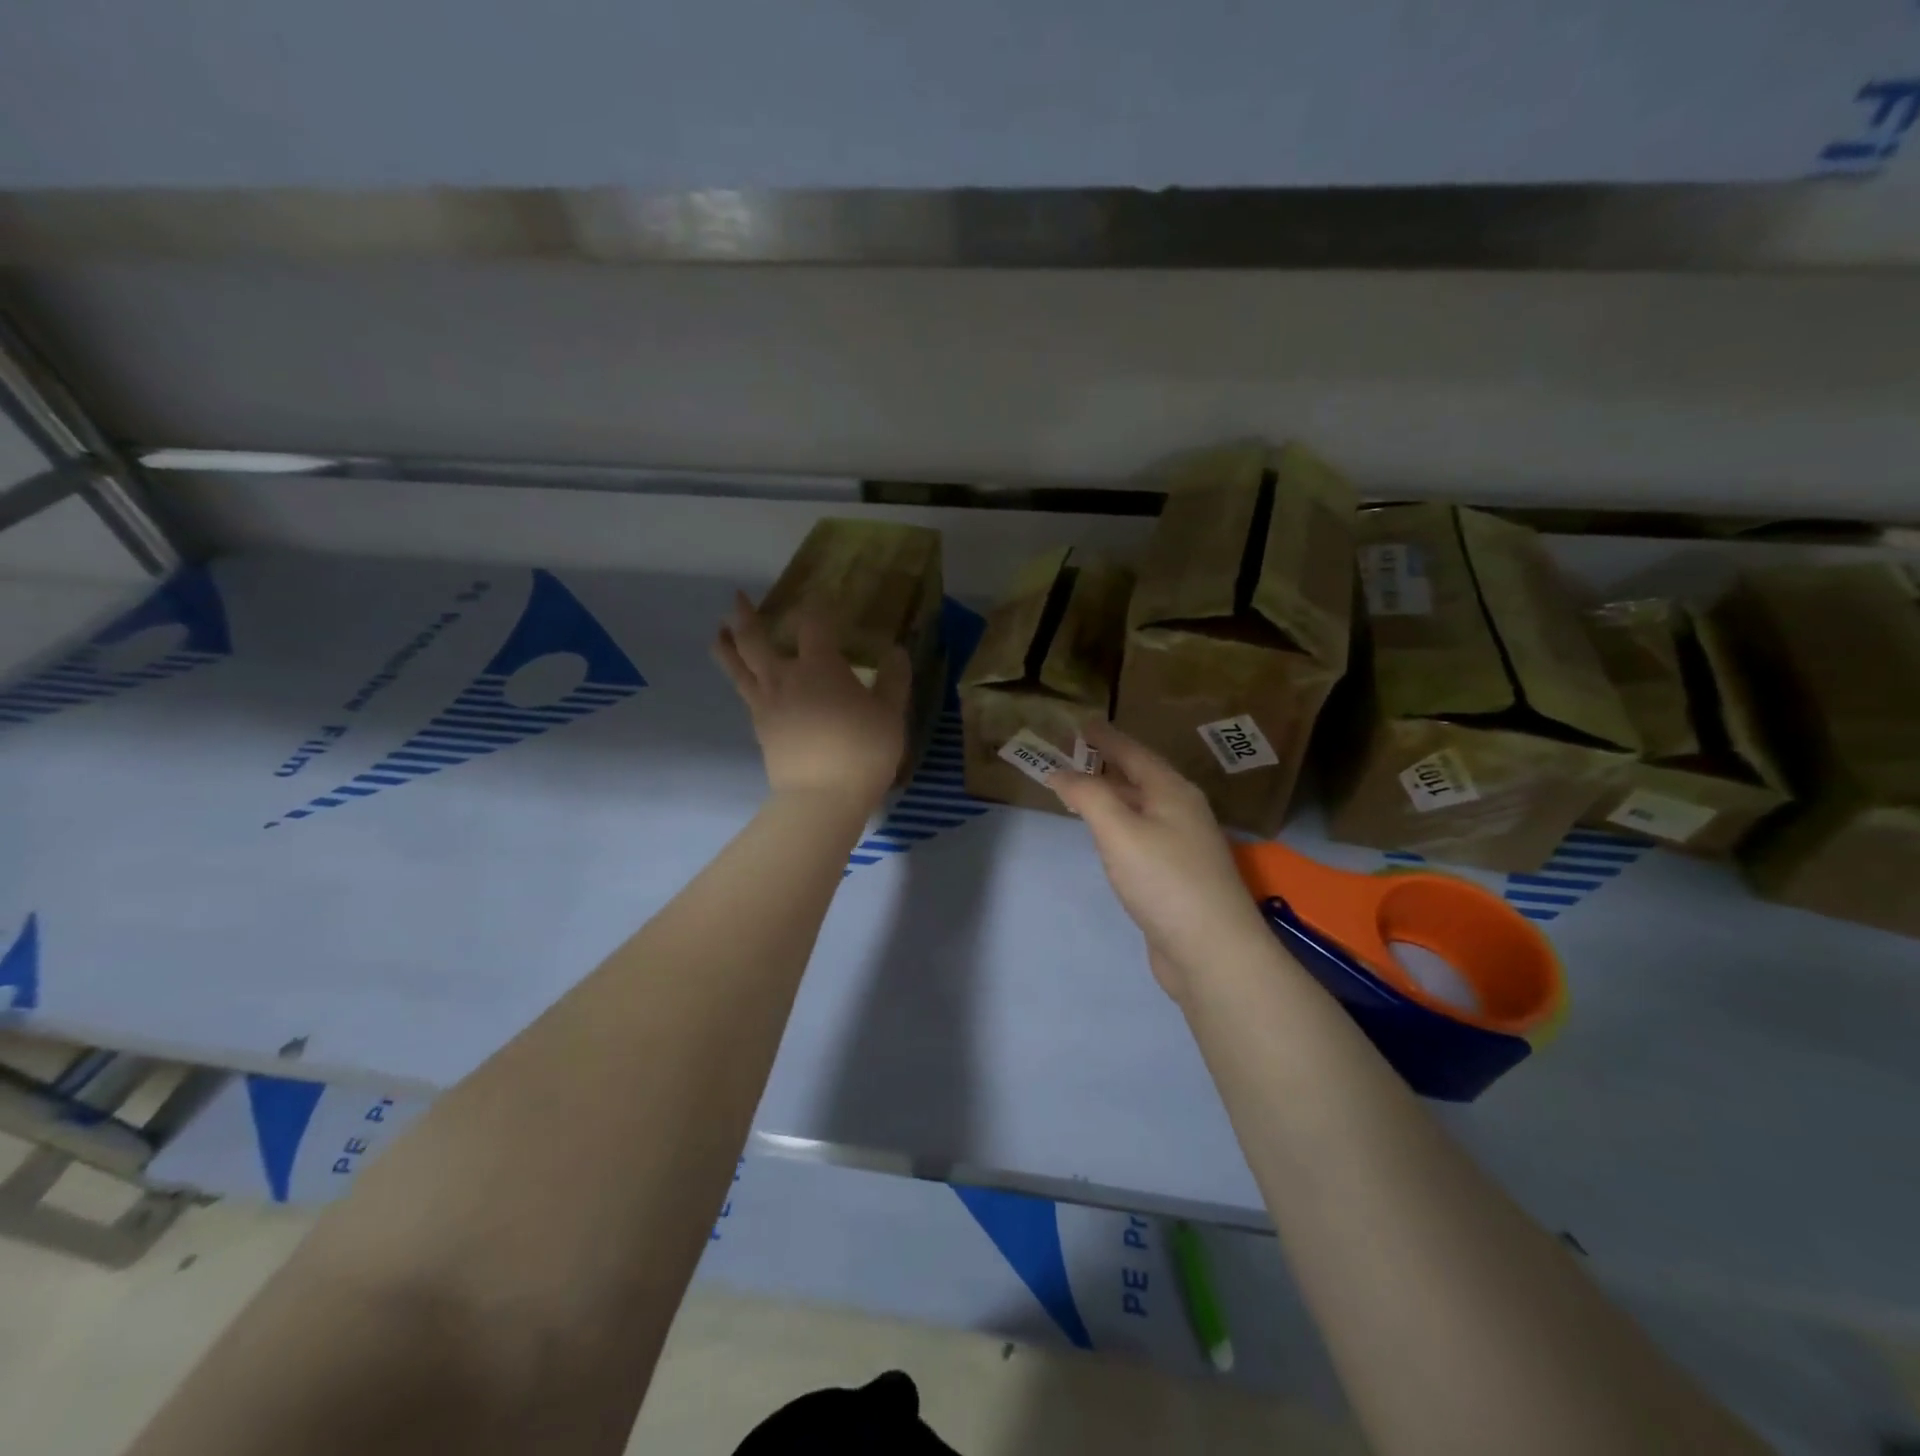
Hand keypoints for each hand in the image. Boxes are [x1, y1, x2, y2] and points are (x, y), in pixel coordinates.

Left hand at [713, 591, 910, 812]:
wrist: (822, 798)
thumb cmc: (862, 751)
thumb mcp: (891, 714)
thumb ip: (894, 679)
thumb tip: (895, 651)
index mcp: (820, 667)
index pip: (813, 625)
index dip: (817, 608)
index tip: (821, 600)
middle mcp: (786, 678)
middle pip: (756, 640)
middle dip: (746, 617)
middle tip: (737, 599)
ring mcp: (767, 704)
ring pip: (738, 667)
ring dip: (727, 645)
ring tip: (719, 632)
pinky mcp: (760, 728)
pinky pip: (745, 694)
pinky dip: (739, 678)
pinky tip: (744, 679)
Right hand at [1049, 720, 1275, 1003]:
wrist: (1212, 951)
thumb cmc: (1165, 880)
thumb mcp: (1119, 830)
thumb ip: (1089, 795)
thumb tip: (1061, 771)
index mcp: (1173, 792)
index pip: (1134, 753)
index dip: (1107, 738)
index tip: (1083, 723)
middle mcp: (1183, 812)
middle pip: (1142, 778)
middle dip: (1110, 764)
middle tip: (1077, 753)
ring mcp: (1184, 846)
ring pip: (1143, 808)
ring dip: (1115, 795)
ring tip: (1087, 789)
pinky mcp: (1179, 876)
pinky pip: (1143, 836)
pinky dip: (1121, 826)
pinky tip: (1109, 837)